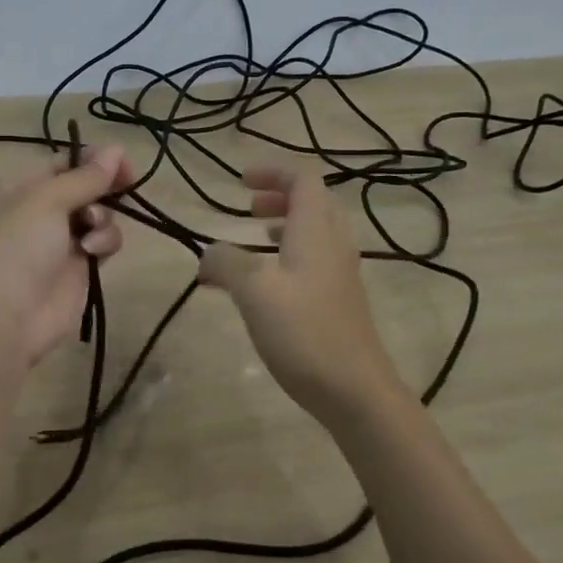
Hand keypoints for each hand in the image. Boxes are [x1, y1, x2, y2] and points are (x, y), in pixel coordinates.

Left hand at [0, 145, 133, 365]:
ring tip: (92, 228)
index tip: (121, 161)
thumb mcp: (45, 200)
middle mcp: (34, 215)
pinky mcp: (77, 270)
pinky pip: (101, 244)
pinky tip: (94, 252)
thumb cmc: (15, 247)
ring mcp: (56, 244)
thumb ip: (85, 176)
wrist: (5, 318)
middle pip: (82, 189)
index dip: (91, 160)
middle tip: (127, 183)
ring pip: (96, 216)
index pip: (59, 165)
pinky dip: (103, 242)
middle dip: (103, 187)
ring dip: (102, 217)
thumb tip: (118, 149)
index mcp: (14, 191)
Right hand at [198, 167, 407, 422]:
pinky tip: (269, 282)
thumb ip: (226, 263)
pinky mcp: (340, 300)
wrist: (355, 390)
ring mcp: (341, 273)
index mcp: (316, 231)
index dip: (272, 172)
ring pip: (316, 231)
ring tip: (256, 238)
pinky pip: (315, 259)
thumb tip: (208, 254)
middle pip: (314, 201)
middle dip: (279, 196)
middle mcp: (334, 244)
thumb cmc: (304, 333)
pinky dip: (290, 254)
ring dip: (286, 224)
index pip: (303, 179)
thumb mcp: (254, 292)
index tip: (240, 182)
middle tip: (248, 208)